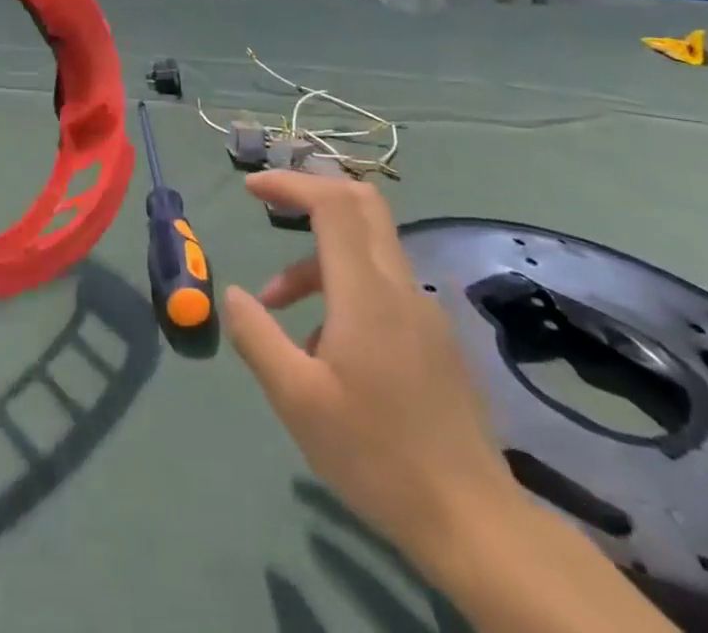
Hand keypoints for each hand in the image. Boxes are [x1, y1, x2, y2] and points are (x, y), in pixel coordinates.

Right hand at [223, 172, 517, 561]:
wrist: (473, 523)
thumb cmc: (376, 455)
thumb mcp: (296, 399)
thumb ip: (257, 337)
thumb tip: (234, 294)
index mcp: (368, 293)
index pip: (333, 203)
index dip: (290, 183)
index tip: (252, 188)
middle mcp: (401, 287)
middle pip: (362, 205)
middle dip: (311, 193)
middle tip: (269, 204)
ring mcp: (424, 312)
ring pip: (366, 250)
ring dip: (316, 259)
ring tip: (276, 309)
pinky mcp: (434, 338)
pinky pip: (381, 286)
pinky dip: (341, 287)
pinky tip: (324, 348)